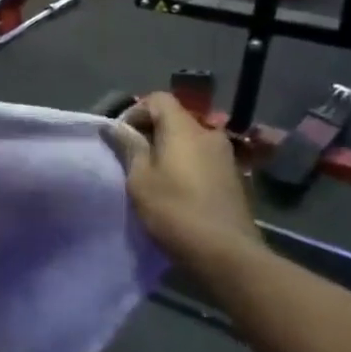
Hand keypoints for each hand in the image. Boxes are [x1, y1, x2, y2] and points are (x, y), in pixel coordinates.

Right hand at [119, 93, 261, 264]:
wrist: (226, 252)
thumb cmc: (175, 211)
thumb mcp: (140, 179)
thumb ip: (130, 147)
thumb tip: (117, 126)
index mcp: (184, 129)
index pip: (159, 99)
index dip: (136, 111)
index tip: (122, 136)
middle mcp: (209, 134)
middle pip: (176, 118)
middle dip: (151, 131)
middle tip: (132, 157)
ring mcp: (226, 156)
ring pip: (190, 140)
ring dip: (169, 149)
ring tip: (153, 175)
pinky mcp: (233, 177)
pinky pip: (203, 158)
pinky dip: (186, 164)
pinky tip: (177, 189)